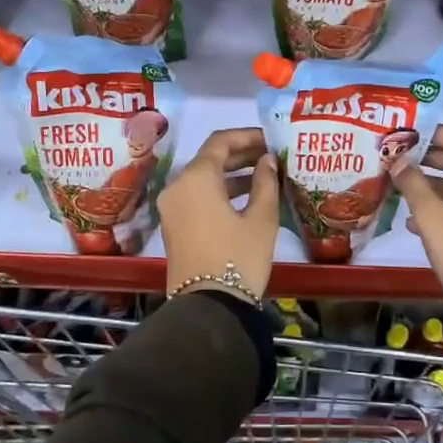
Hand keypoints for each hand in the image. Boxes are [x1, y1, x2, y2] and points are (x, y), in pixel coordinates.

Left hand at [158, 128, 278, 302]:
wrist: (209, 307)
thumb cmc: (239, 258)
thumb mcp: (261, 218)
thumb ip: (265, 182)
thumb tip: (267, 160)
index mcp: (196, 178)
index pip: (221, 141)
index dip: (247, 136)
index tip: (271, 138)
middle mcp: (177, 186)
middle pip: (209, 158)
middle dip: (241, 154)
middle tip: (270, 155)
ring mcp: (171, 207)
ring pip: (203, 178)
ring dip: (232, 174)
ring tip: (265, 176)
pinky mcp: (173, 226)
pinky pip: (197, 196)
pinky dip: (219, 191)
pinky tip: (247, 198)